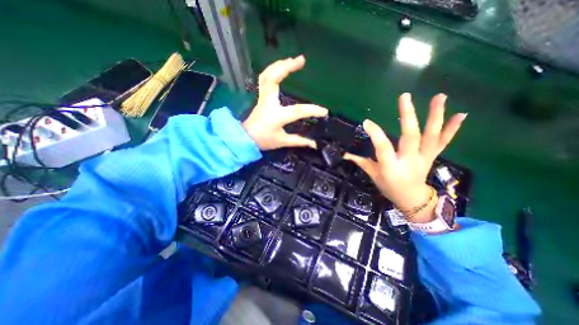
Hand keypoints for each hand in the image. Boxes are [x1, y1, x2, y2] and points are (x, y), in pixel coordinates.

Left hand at [242, 54, 327, 150]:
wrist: (246, 138)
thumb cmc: (264, 140)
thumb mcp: (282, 141)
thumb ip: (299, 141)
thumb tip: (314, 145)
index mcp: (277, 116)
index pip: (298, 110)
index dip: (312, 110)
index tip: (324, 111)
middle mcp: (269, 103)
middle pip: (273, 79)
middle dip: (286, 67)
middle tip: (301, 59)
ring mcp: (263, 98)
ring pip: (266, 75)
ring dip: (279, 65)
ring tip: (292, 60)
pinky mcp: (261, 97)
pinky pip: (264, 79)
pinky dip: (272, 70)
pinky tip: (280, 67)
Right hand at [343, 94, 464, 222]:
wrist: (412, 199)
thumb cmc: (389, 187)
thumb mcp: (373, 175)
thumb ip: (360, 161)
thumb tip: (344, 154)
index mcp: (391, 166)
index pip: (383, 147)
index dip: (375, 134)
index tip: (367, 122)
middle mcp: (409, 160)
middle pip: (410, 136)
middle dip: (408, 116)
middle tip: (404, 97)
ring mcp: (423, 157)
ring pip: (431, 136)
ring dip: (436, 116)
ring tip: (439, 96)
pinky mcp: (432, 156)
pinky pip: (443, 142)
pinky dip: (452, 129)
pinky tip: (462, 114)